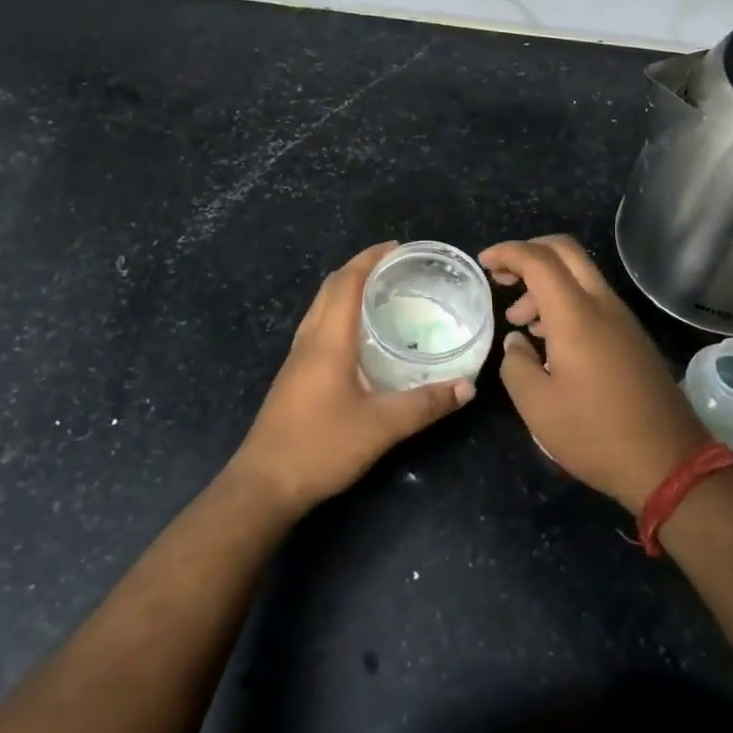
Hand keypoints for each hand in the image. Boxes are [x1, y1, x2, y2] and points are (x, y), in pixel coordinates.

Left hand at [229, 242, 474, 515]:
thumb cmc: (320, 447)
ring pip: (321, 307)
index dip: (369, 259)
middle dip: (360, 269)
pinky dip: (340, 313)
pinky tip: (360, 336)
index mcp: (328, 341)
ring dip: (347, 290)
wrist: (264, 485)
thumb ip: (426, 404)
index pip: (346, 282)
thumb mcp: (381, 427)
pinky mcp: (294, 376)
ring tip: (381, 292)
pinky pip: (318, 327)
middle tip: (396, 267)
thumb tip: (468, 385)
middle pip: (330, 288)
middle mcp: (309, 340)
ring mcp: (297, 358)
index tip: (397, 247)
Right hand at [480, 236, 707, 514]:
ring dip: (546, 283)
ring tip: (520, 320)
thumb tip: (516, 342)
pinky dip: (565, 301)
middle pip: (565, 251)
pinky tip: (549, 337)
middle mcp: (602, 305)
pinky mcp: (632, 337)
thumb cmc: (595, 434)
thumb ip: (516, 364)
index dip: (507, 252)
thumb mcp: (537, 405)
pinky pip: (594, 299)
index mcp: (576, 315)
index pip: (538, 259)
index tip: (483, 264)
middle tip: (502, 277)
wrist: (668, 462)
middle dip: (528, 253)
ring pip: (580, 275)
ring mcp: (623, 319)